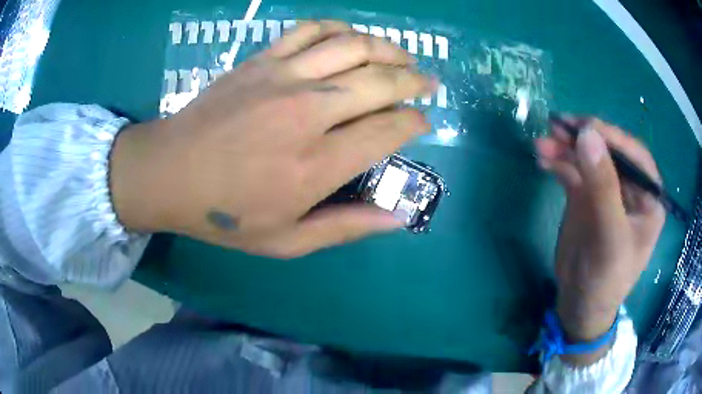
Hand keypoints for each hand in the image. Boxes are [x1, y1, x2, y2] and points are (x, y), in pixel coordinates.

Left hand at [109, 21, 433, 257]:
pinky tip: (351, 37)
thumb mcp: (287, 241)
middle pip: (381, 82)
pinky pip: (311, 30)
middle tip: (429, 84)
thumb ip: (346, 227)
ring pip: (353, 46)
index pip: (388, 130)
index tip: (423, 123)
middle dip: (415, 81)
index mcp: (317, 164)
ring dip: (388, 48)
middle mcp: (308, 112)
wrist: (168, 174)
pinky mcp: (262, 60)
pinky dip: (339, 28)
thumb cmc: (224, 214)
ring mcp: (283, 77)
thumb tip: (398, 217)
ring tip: (403, 56)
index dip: (415, 123)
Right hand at [536, 118, 664, 363]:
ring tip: (542, 144)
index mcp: (648, 197)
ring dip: (566, 148)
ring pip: (588, 158)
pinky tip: (543, 159)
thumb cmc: (606, 279)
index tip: (584, 126)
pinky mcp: (585, 196)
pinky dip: (558, 162)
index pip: (635, 156)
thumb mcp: (610, 237)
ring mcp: (606, 190)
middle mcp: (629, 188)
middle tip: (558, 127)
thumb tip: (587, 135)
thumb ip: (603, 187)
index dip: (612, 137)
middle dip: (584, 139)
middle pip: (609, 151)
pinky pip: (573, 171)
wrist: (579, 305)